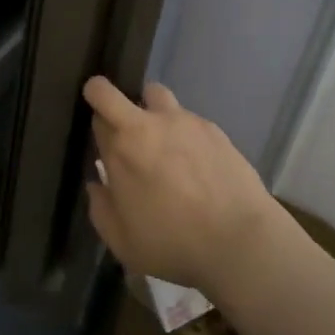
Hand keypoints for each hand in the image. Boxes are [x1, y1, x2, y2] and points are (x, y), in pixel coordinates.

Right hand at [83, 77, 287, 297]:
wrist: (238, 239)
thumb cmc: (173, 243)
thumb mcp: (122, 242)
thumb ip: (100, 209)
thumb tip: (97, 184)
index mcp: (120, 149)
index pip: (96, 116)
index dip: (96, 126)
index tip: (102, 141)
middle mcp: (147, 125)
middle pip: (110, 91)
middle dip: (103, 95)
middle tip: (114, 119)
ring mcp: (183, 121)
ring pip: (155, 94)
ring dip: (149, 108)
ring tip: (161, 137)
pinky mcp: (212, 128)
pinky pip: (188, 117)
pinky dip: (184, 130)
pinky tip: (196, 160)